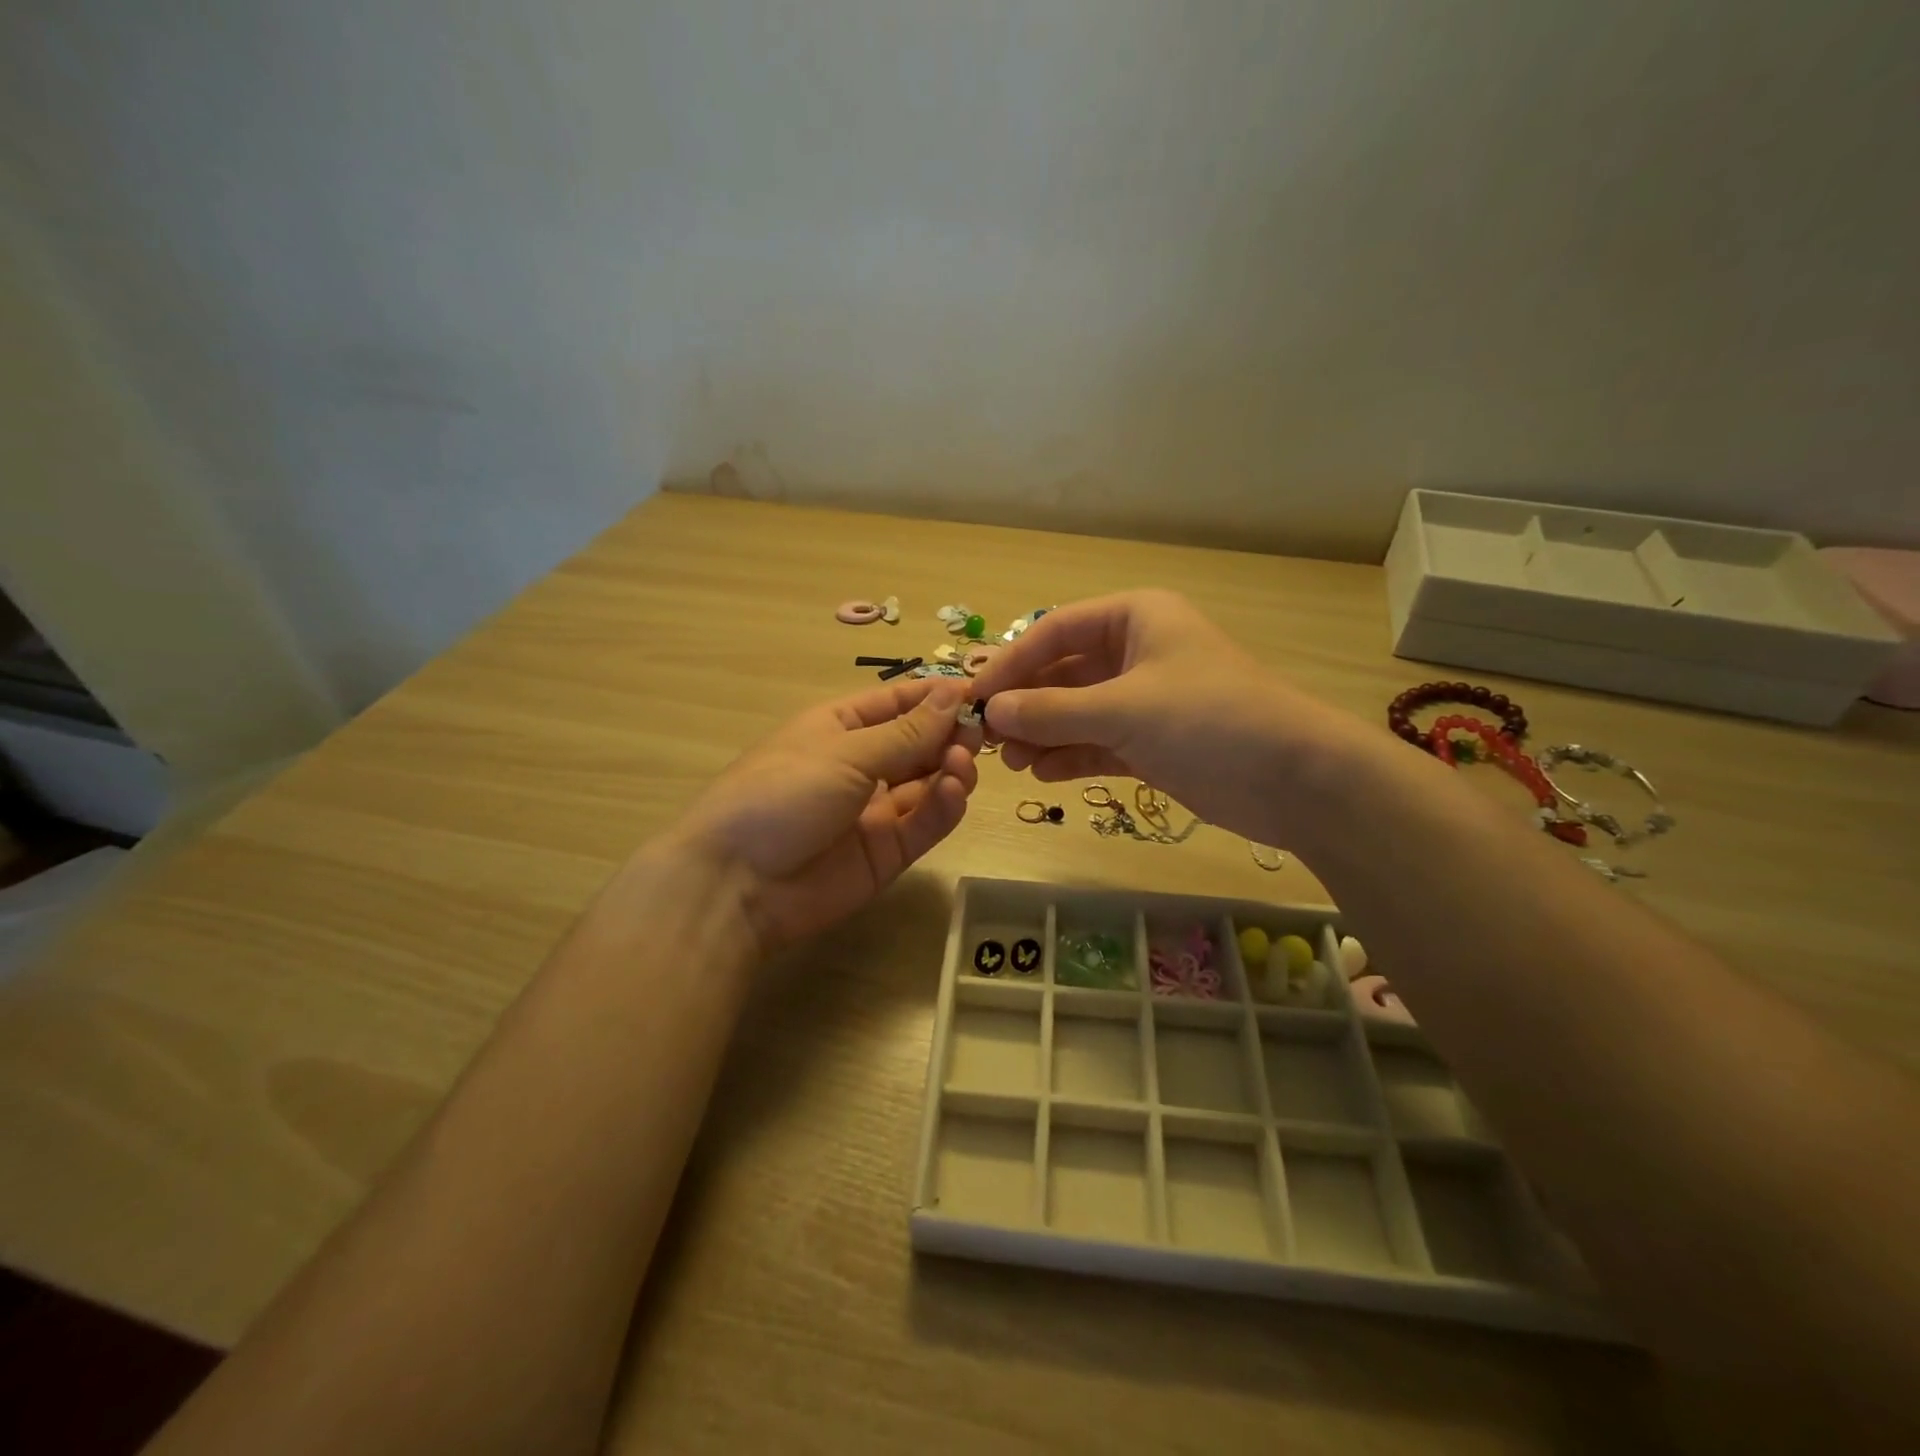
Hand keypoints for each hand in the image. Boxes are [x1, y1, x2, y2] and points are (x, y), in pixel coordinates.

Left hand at [668, 678, 980, 950]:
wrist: (737, 884)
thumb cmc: (783, 793)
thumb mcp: (845, 753)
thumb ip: (906, 732)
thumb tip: (950, 692)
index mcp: (841, 727)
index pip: (898, 702)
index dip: (937, 696)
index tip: (981, 693)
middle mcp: (861, 764)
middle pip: (920, 743)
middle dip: (951, 734)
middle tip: (979, 734)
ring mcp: (876, 810)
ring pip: (928, 782)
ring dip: (951, 769)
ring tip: (961, 766)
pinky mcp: (888, 852)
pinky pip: (925, 822)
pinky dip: (945, 806)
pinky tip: (955, 792)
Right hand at [968, 590, 1356, 845]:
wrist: (1295, 780)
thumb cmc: (1210, 720)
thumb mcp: (1124, 709)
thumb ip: (1052, 711)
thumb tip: (991, 712)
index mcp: (1135, 619)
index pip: (1055, 630)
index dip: (1011, 662)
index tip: (975, 697)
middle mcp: (1137, 653)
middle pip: (1062, 672)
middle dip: (1026, 704)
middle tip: (988, 739)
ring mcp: (1145, 701)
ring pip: (1077, 712)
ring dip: (1043, 734)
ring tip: (1013, 763)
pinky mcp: (1152, 743)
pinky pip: (1097, 743)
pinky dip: (1070, 756)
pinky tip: (1044, 773)